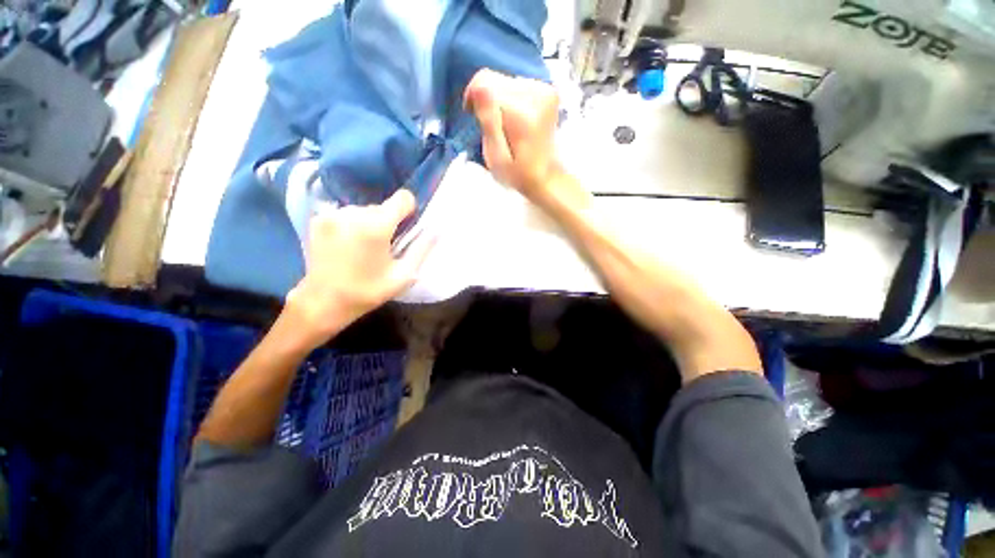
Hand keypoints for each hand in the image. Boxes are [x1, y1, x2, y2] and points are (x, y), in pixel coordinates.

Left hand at [285, 190, 433, 348]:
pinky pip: (346, 214)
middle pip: (383, 206)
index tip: (406, 228)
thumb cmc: (368, 291)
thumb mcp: (404, 275)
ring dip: (370, 223)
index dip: (409, 211)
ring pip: (364, 210)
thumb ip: (422, 249)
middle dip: (388, 222)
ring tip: (364, 247)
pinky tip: (348, 245)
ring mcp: (332, 215)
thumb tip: (437, 230)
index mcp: (376, 226)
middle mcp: (353, 213)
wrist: (324, 302)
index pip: (403, 198)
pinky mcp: (318, 220)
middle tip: (384, 247)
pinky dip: (352, 224)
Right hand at [464, 69, 563, 201]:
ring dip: (499, 101)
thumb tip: (479, 88)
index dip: (473, 97)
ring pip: (506, 81)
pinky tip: (516, 120)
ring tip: (504, 127)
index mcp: (522, 111)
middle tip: (491, 128)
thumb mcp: (496, 157)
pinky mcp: (548, 92)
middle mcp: (536, 93)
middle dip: (487, 101)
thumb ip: (488, 122)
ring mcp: (545, 90)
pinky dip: (512, 100)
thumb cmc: (517, 173)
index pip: (485, 81)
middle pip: (496, 80)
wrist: (546, 177)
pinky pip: (518, 85)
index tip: (472, 117)